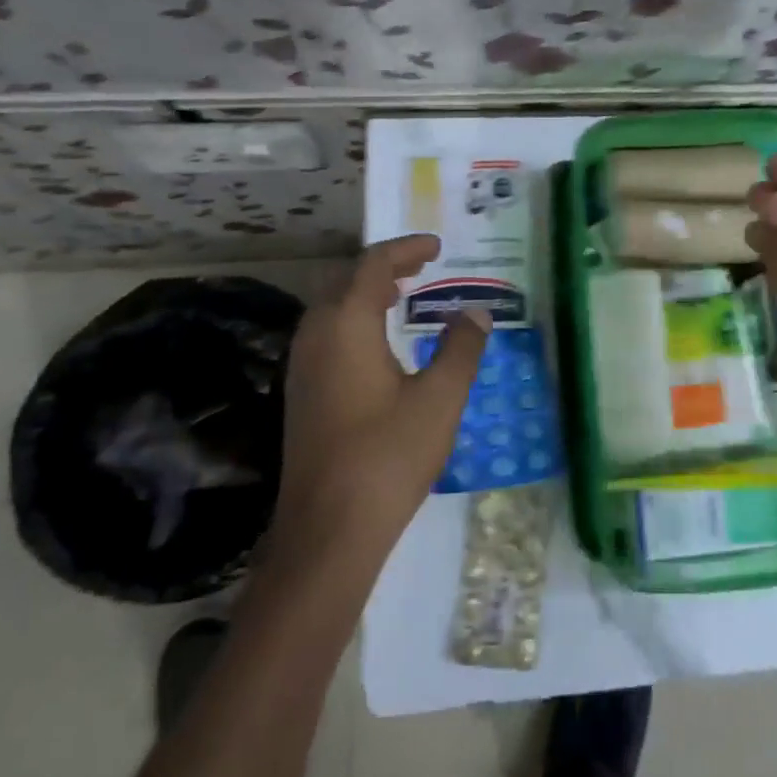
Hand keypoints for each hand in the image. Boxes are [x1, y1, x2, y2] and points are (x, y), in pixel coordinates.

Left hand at [273, 234, 490, 561]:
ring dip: (365, 293)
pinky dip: (354, 319)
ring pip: (331, 307)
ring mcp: (301, 365)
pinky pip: (326, 333)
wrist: (328, 530)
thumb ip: (460, 348)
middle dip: (384, 267)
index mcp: (346, 324)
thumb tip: (475, 312)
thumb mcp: (440, 398)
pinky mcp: (301, 392)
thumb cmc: (388, 455)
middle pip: (346, 280)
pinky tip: (378, 344)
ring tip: (402, 296)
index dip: (406, 249)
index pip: (373, 265)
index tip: (436, 246)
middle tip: (421, 267)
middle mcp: (316, 334)